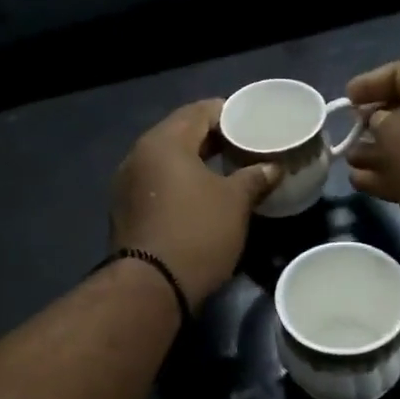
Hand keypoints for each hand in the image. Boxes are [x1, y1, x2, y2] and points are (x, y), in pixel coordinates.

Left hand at [110, 100, 279, 304]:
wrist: (150, 287)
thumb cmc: (197, 232)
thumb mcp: (235, 202)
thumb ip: (255, 177)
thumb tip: (272, 167)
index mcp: (163, 142)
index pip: (199, 111)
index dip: (230, 113)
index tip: (254, 122)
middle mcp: (138, 156)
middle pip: (181, 134)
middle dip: (215, 138)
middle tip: (246, 146)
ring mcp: (128, 185)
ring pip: (169, 161)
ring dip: (197, 162)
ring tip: (230, 170)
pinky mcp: (127, 211)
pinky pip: (159, 184)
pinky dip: (181, 183)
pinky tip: (204, 196)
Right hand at [346, 59, 399, 263]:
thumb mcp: (392, 134)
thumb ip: (376, 122)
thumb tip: (377, 122)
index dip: (369, 83)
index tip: (346, 99)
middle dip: (371, 121)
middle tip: (348, 131)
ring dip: (376, 151)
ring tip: (348, 162)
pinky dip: (389, 172)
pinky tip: (361, 182)